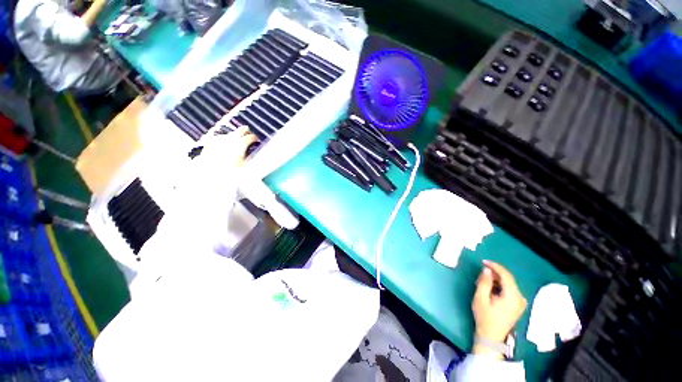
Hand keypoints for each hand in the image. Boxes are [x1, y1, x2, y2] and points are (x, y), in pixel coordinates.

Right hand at [472, 260, 526, 356]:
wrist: (492, 336)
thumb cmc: (485, 317)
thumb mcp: (480, 298)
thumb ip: (484, 282)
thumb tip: (487, 269)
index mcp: (512, 296)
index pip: (506, 275)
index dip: (495, 266)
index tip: (483, 261)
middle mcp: (520, 298)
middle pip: (509, 279)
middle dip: (495, 272)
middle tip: (482, 270)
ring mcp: (521, 302)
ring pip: (509, 284)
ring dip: (497, 279)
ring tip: (484, 279)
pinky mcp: (518, 305)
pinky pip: (510, 289)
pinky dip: (501, 285)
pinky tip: (491, 287)